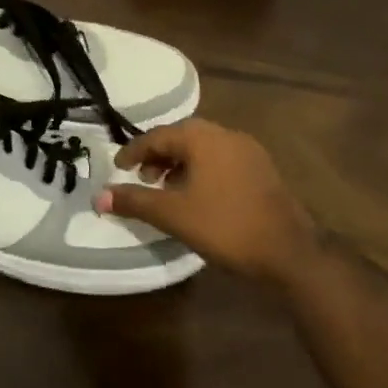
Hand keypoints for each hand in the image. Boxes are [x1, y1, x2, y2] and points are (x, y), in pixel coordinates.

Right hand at [94, 118, 317, 284]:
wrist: (289, 252)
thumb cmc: (224, 226)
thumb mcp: (171, 215)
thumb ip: (133, 201)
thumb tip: (97, 197)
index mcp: (203, 139)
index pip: (157, 136)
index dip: (133, 152)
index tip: (117, 169)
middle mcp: (226, 135)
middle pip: (181, 137)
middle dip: (157, 156)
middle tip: (141, 178)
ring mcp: (248, 151)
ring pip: (202, 148)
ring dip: (178, 163)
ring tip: (165, 188)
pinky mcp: (262, 169)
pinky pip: (221, 159)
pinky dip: (200, 170)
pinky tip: (196, 195)